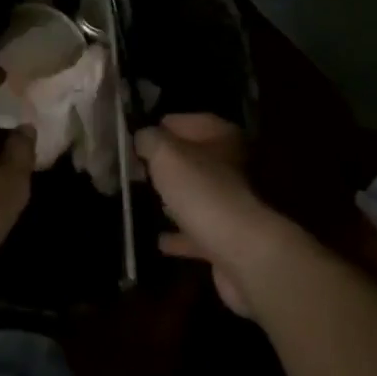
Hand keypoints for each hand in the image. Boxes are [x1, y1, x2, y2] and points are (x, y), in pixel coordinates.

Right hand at [135, 113, 290, 317]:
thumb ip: (149, 139)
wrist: (243, 254)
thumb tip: (143, 137)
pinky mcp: (226, 238)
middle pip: (191, 158)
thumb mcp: (165, 154)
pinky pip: (196, 232)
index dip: (158, 128)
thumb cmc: (202, 191)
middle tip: (136, 170)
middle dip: (165, 165)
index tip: (133, 141)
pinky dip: (179, 235)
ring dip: (174, 198)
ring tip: (144, 200)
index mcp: (221, 136)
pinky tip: (159, 241)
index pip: (183, 121)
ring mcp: (230, 204)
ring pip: (195, 194)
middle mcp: (231, 165)